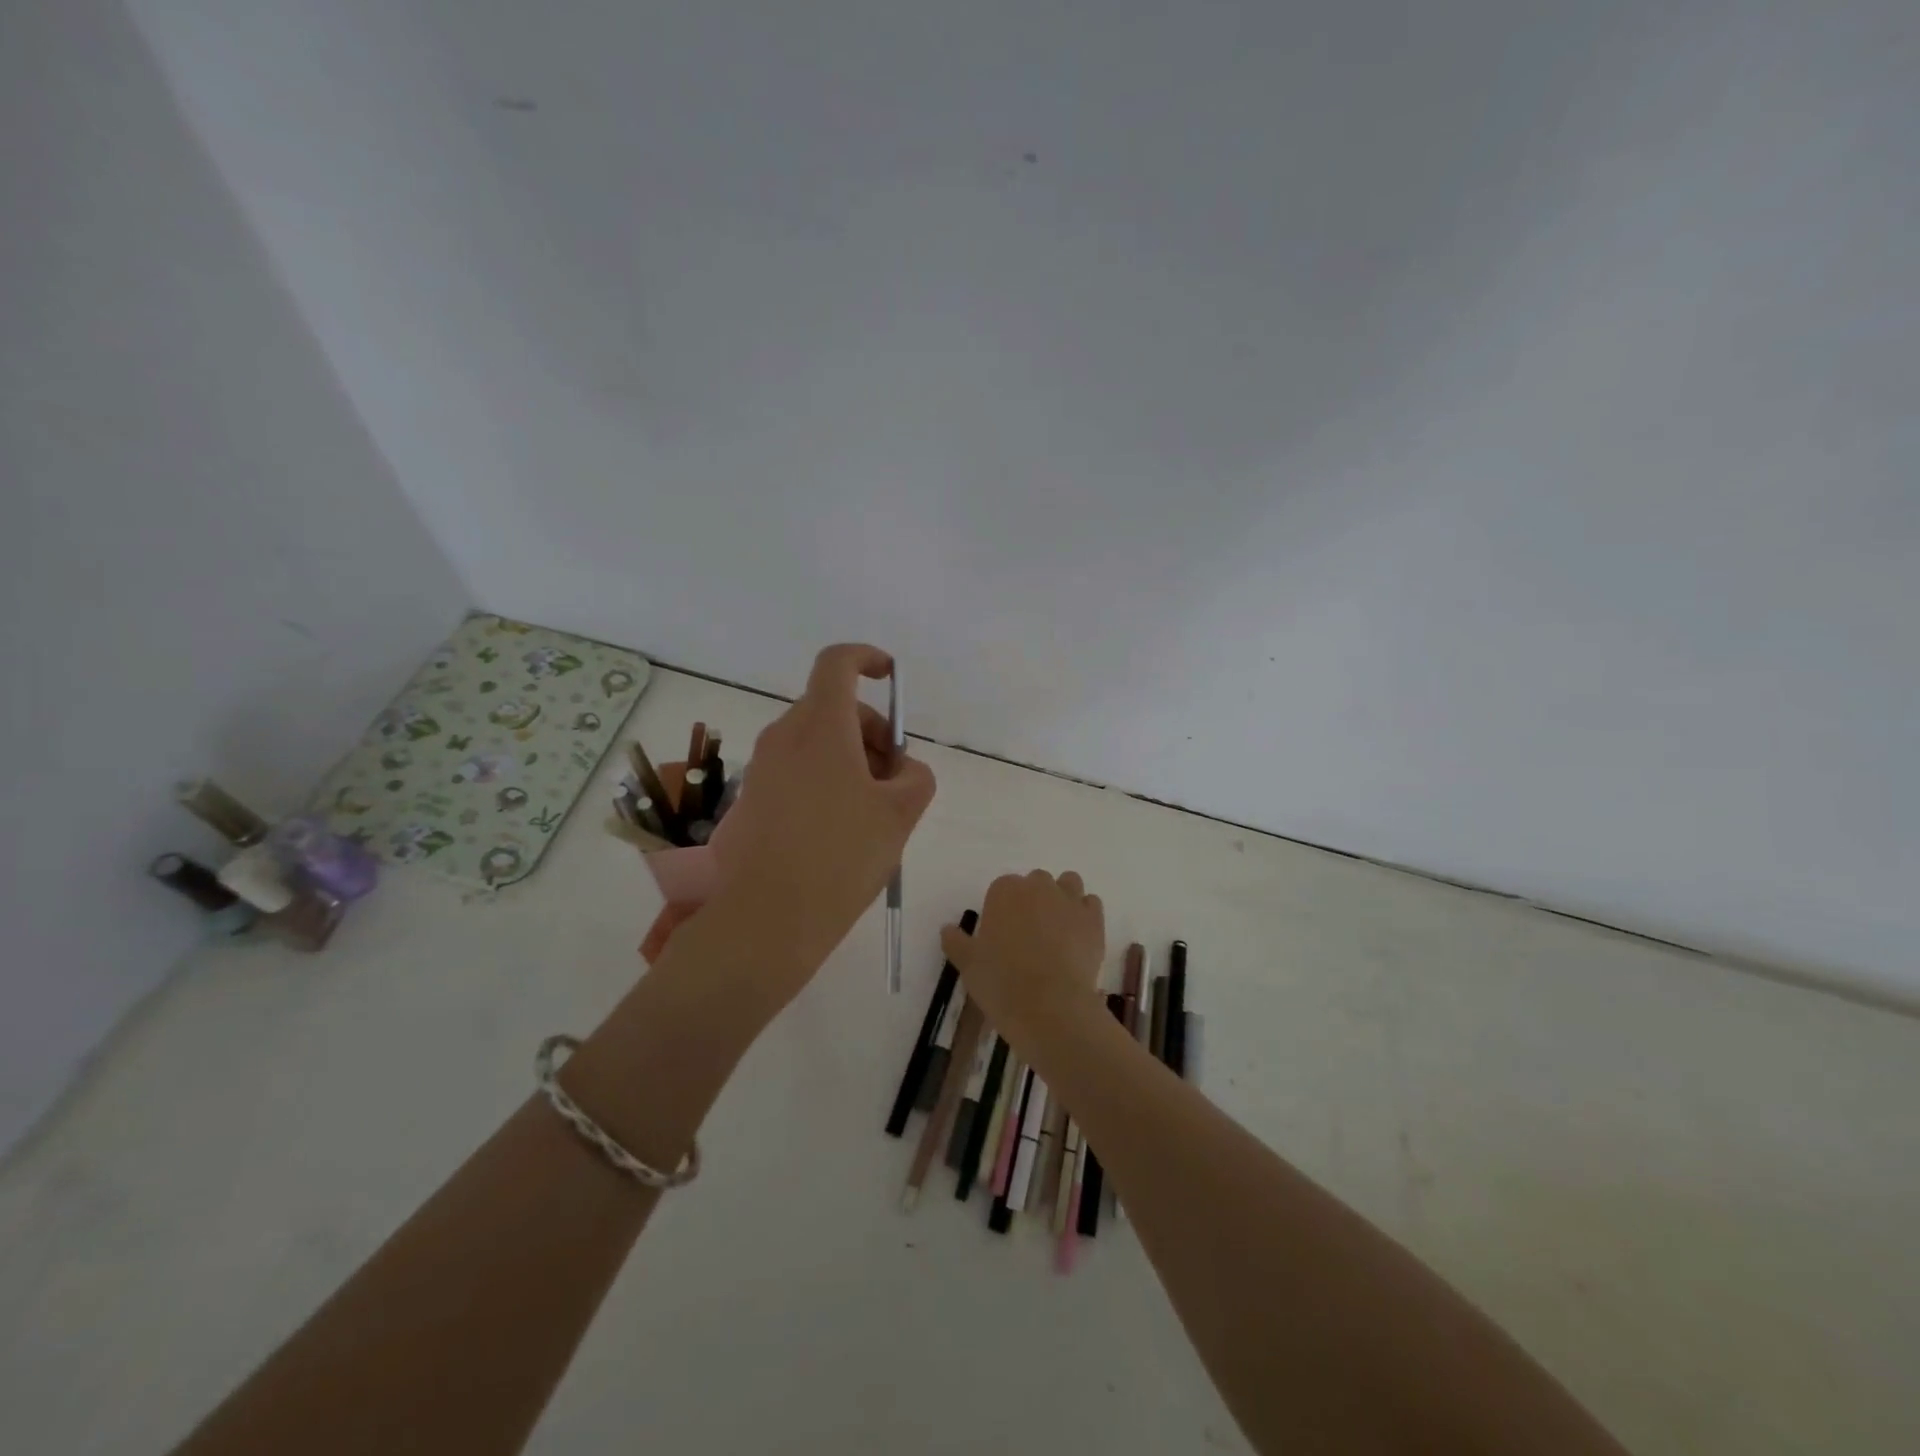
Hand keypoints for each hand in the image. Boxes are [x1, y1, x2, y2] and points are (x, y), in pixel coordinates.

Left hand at [715, 644, 935, 977]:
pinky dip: (824, 781)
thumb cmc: (841, 856)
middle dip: (871, 731)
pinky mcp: (750, 800)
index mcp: (821, 726)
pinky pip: (795, 772)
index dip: (866, 658)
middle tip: (895, 778)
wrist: (767, 919)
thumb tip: (901, 770)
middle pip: (832, 708)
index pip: (837, 663)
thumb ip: (915, 777)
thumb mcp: (900, 814)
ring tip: (872, 812)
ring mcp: (762, 769)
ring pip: (814, 742)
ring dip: (850, 759)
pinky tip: (838, 832)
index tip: (889, 676)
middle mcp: (784, 736)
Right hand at [940, 870, 1105, 1046]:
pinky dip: (1085, 913)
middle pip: (1036, 882)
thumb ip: (956, 942)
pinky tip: (1078, 936)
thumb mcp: (968, 965)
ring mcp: (1069, 900)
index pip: (1002, 888)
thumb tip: (947, 928)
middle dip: (1033, 900)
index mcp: (1004, 891)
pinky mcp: (1094, 920)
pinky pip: (1091, 903)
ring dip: (1062, 897)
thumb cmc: (1001, 983)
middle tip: (1028, 933)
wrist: (1050, 1007)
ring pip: (1068, 883)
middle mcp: (1038, 887)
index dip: (1002, 909)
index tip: (1001, 933)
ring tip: (1056, 928)